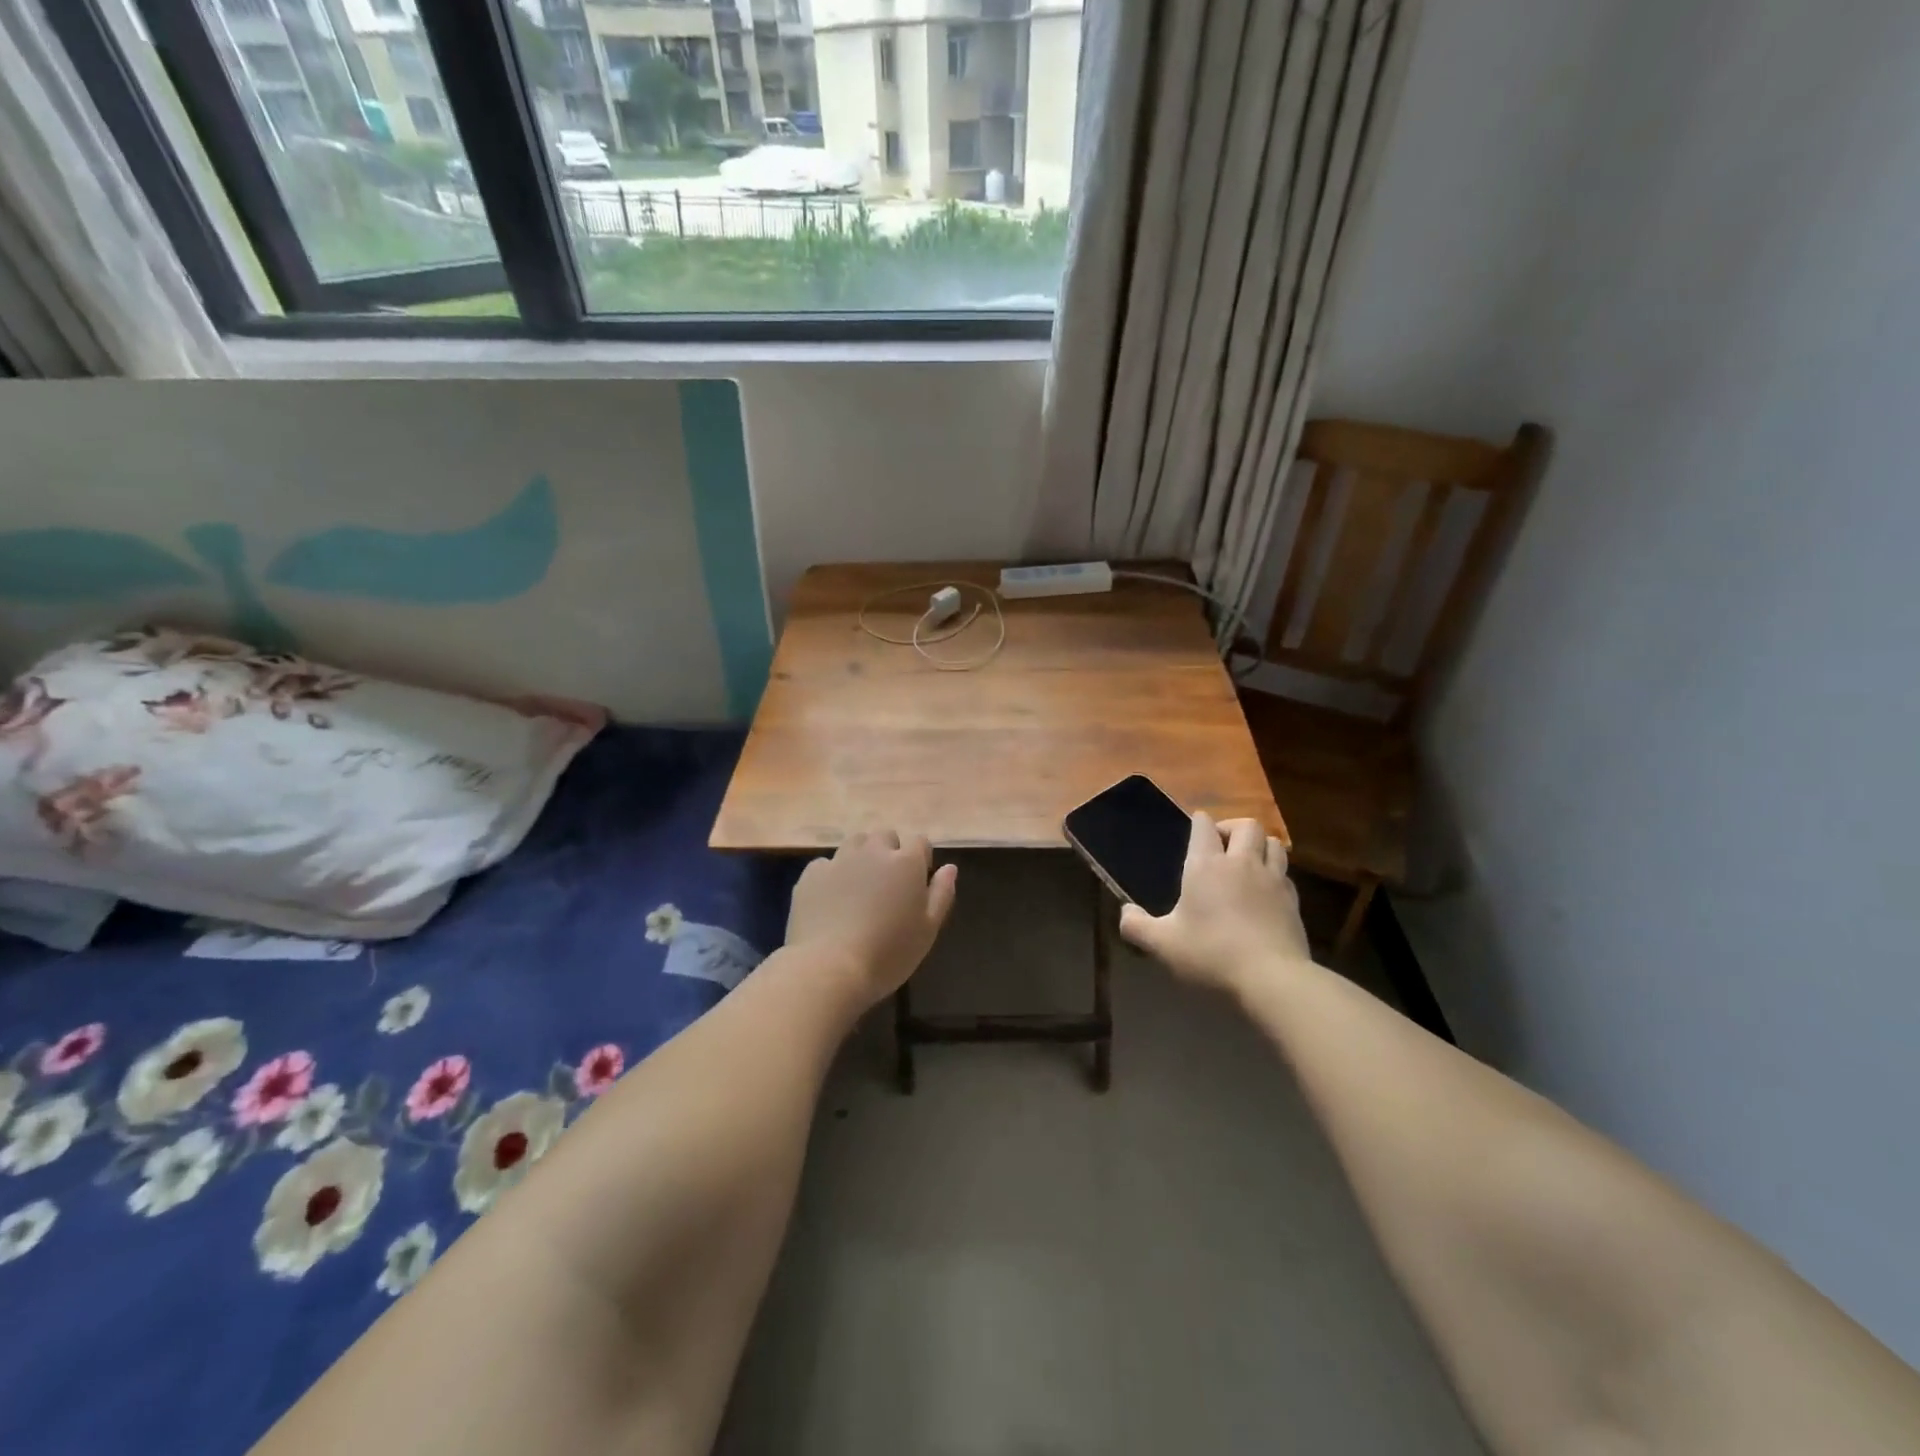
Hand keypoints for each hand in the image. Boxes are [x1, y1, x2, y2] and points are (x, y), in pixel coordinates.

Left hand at [785, 830, 958, 1006]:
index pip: (920, 841)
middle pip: (885, 836)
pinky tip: (831, 900)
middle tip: (887, 885)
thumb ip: (942, 893)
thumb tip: (950, 868)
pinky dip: (832, 875)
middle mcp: (873, 851)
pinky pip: (826, 864)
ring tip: (859, 887)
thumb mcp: (928, 929)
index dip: (920, 859)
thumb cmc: (889, 953)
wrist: (830, 967)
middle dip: (889, 852)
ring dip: (861, 857)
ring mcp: (839, 860)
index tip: (917, 883)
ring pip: (855, 844)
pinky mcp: (811, 874)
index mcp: (906, 862)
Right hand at [1119, 813, 1311, 994]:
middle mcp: (1241, 863)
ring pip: (1273, 843)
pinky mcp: (1293, 901)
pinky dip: (1275, 874)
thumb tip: (1125, 912)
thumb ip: (1137, 926)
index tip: (1195, 828)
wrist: (1271, 979)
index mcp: (1205, 865)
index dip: (1199, 822)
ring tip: (1247, 861)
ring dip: (1260, 845)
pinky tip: (1265, 891)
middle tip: (1221, 845)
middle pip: (1247, 826)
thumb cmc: (1210, 954)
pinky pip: (1285, 874)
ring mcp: (1272, 880)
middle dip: (1233, 828)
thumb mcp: (1162, 944)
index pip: (1204, 826)